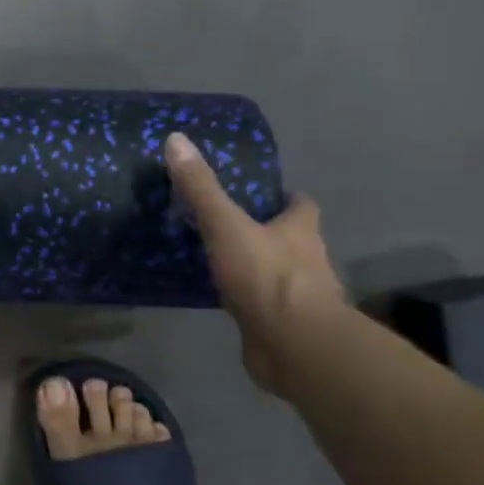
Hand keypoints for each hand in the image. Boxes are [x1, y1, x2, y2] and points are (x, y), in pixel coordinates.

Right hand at [164, 132, 343, 395]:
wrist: (293, 345)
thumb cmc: (267, 277)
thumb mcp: (227, 225)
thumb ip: (202, 189)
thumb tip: (176, 139)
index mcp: (300, 230)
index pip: (300, 205)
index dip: (282, 198)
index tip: (258, 192)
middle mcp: (307, 259)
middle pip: (289, 238)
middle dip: (264, 231)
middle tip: (225, 224)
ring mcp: (297, 296)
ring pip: (275, 273)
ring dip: (254, 267)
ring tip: (215, 260)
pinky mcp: (281, 325)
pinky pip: (261, 306)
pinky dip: (245, 300)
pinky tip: (218, 299)